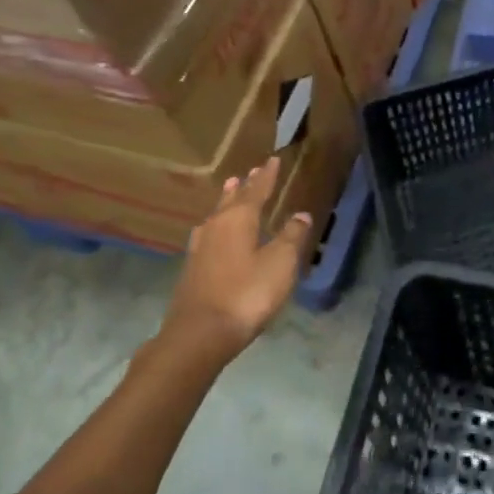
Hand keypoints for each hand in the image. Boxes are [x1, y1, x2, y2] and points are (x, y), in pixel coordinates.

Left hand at [160, 158, 310, 366]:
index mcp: (239, 219)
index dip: (266, 176)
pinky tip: (214, 231)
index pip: (256, 190)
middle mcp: (216, 226)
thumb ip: (292, 236)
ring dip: (227, 201)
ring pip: (217, 215)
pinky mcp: (192, 268)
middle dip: (245, 186)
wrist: (200, 334)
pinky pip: (209, 233)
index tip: (271, 160)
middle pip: (232, 199)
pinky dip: (218, 224)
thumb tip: (300, 215)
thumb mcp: (280, 263)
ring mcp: (200, 247)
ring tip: (231, 189)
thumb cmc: (246, 293)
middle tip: (251, 172)